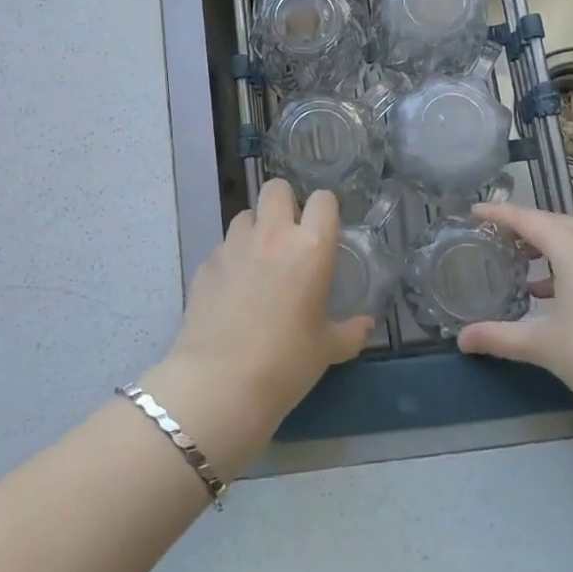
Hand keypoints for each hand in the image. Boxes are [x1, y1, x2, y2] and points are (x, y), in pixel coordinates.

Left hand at [140, 180, 373, 477]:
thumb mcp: (326, 350)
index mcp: (310, 248)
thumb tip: (365, 325)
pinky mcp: (206, 263)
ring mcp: (234, 246)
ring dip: (255, 229)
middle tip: (290, 234)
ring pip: (245, 214)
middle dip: (285, 203)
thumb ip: (350, 332)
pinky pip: (223, 246)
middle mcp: (272, 235)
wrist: (220, 382)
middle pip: (277, 188)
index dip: (325, 210)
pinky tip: (233, 289)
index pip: (323, 200)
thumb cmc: (286, 363)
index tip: (324, 229)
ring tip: (259, 260)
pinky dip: (232, 258)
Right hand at [457, 201, 572, 445]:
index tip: (475, 211)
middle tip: (497, 236)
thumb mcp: (542, 345)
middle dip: (525, 226)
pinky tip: (560, 294)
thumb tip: (462, 340)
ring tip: (524, 265)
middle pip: (556, 223)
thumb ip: (499, 337)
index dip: (499, 213)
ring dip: (550, 246)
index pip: (528, 219)